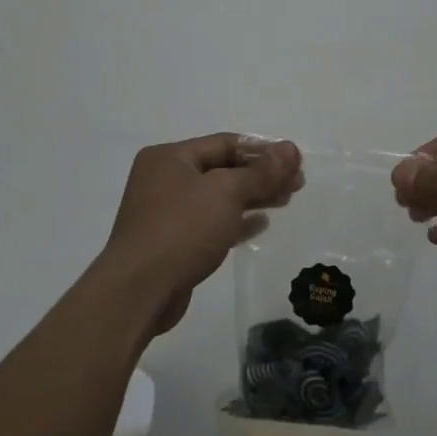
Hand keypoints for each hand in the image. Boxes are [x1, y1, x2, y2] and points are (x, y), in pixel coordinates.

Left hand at [101, 133, 303, 337]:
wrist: (139, 292)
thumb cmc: (182, 230)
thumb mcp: (226, 192)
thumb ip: (260, 171)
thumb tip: (290, 149)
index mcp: (170, 157)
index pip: (225, 143)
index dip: (263, 150)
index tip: (296, 162)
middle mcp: (165, 179)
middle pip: (223, 168)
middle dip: (261, 175)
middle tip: (297, 183)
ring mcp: (167, 212)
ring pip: (219, 197)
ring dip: (253, 197)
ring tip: (287, 200)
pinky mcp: (173, 242)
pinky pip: (211, 223)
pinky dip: (237, 220)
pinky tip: (261, 224)